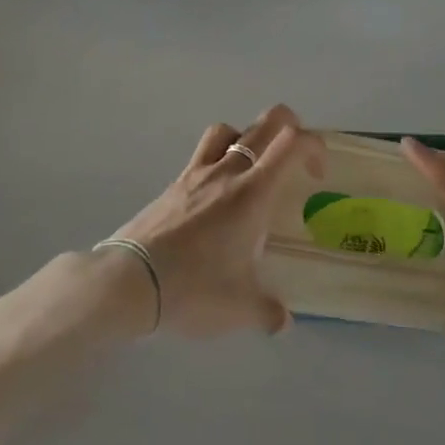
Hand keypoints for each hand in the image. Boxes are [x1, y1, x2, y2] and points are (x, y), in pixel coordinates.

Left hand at [108, 105, 321, 338]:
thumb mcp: (239, 308)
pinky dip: (216, 161)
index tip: (316, 177)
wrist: (128, 281)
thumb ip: (268, 312)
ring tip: (251, 171)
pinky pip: (201, 155)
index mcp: (253, 192)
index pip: (292, 143)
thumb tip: (283, 321)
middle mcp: (227, 172)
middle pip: (265, 123)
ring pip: (228, 130)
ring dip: (247, 139)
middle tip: (293, 160)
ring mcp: (196, 174)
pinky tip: (215, 197)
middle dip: (290, 127)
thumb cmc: (192, 288)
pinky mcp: (173, 185)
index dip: (315, 147)